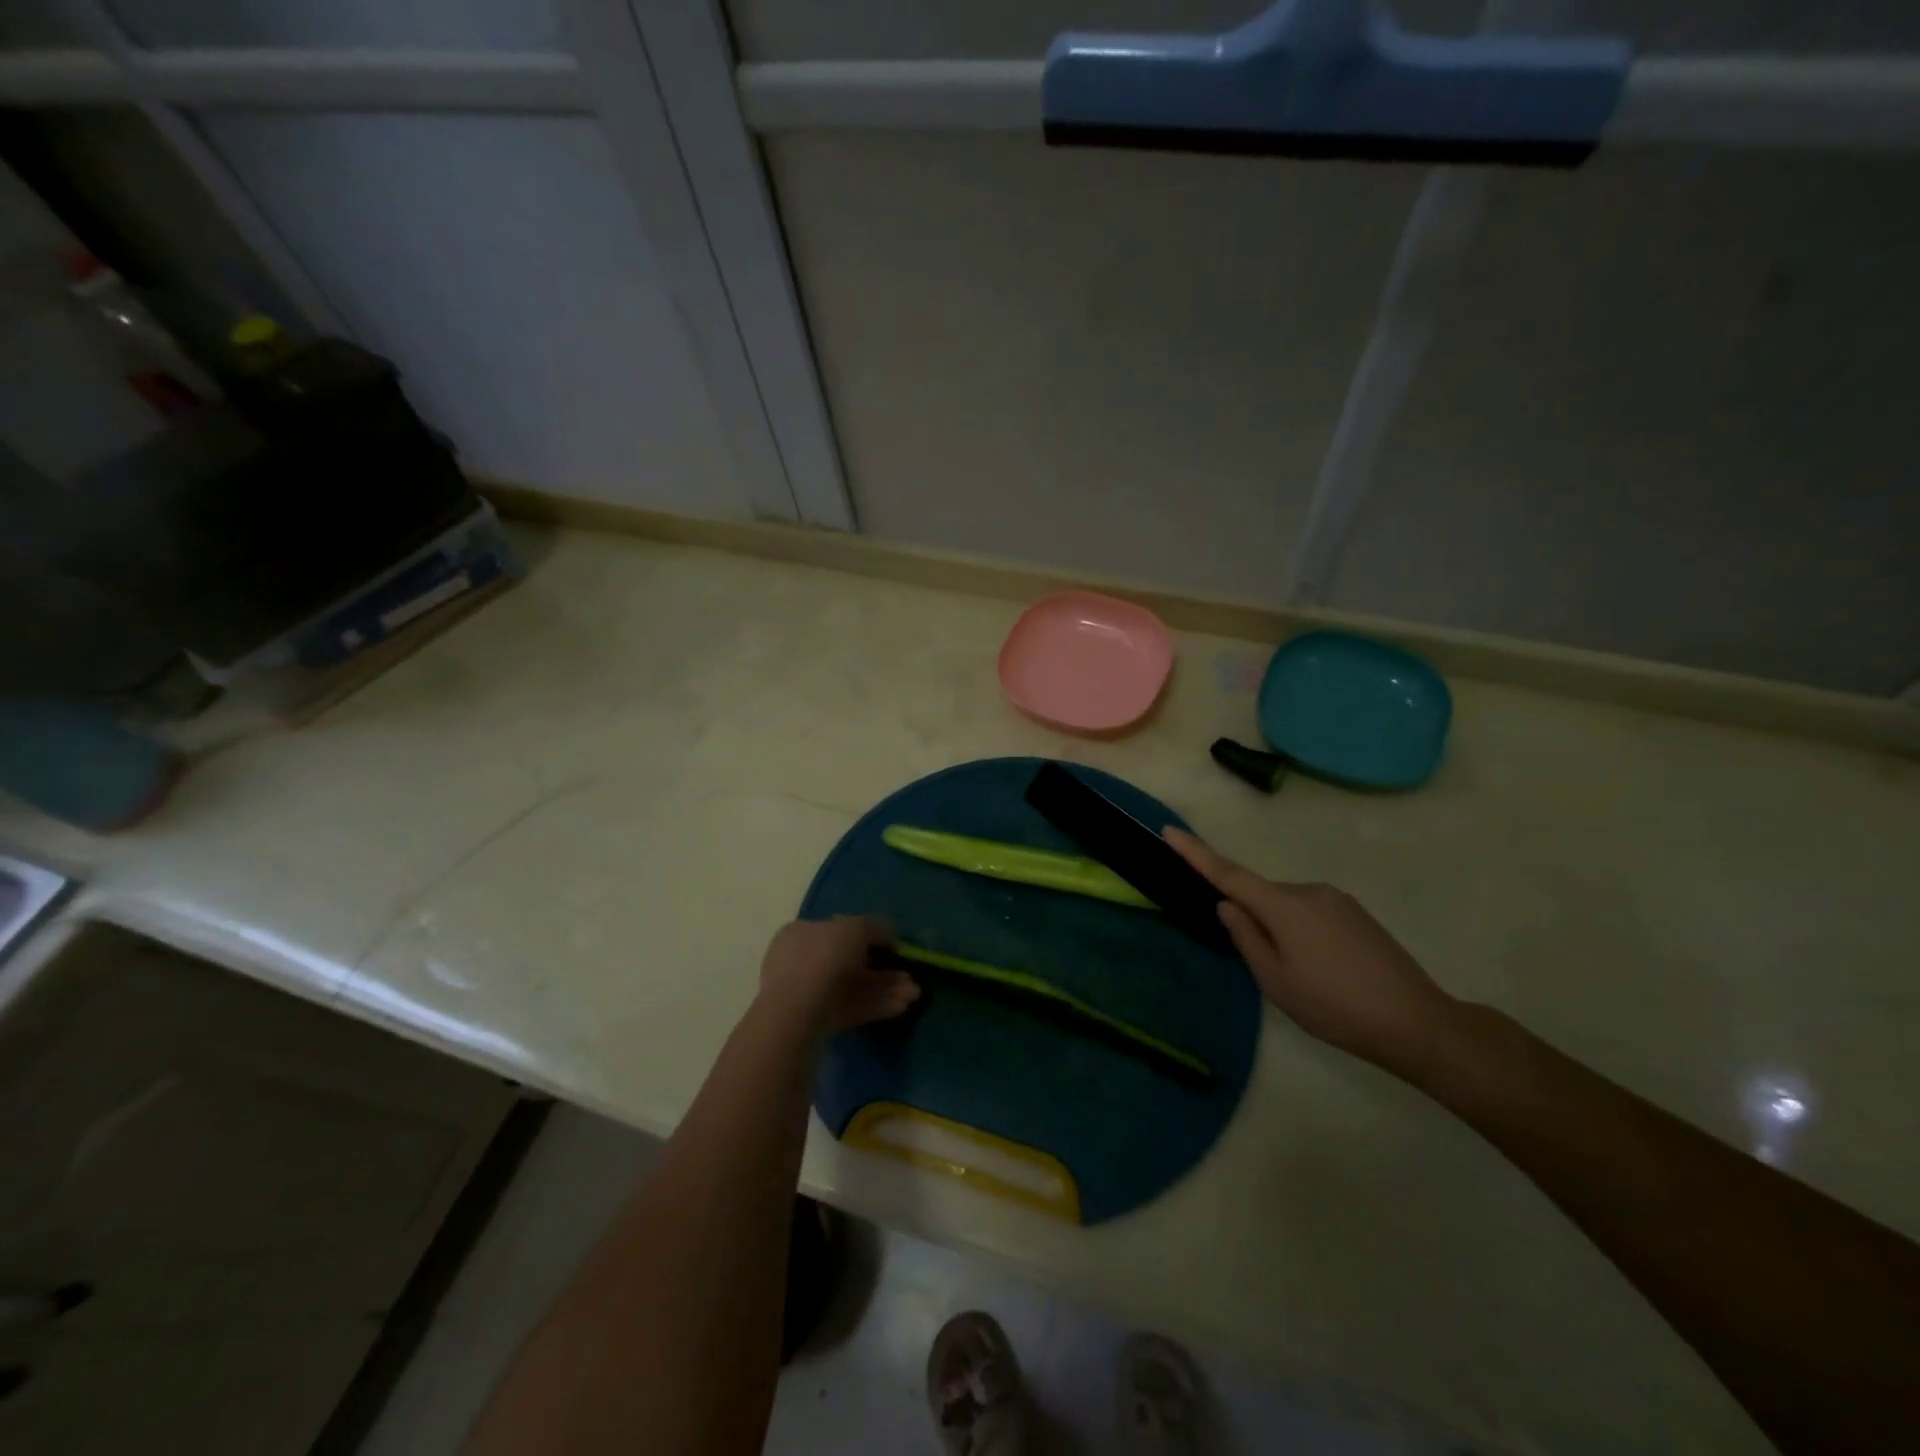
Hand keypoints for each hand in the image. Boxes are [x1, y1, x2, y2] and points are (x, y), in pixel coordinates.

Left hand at [758, 916, 919, 1032]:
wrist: (796, 1014)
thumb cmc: (823, 957)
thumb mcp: (856, 928)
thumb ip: (875, 927)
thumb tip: (889, 933)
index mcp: (802, 932)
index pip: (839, 930)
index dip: (869, 935)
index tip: (894, 945)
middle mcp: (801, 961)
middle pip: (850, 962)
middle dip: (883, 969)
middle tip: (911, 976)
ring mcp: (807, 994)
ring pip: (853, 987)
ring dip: (885, 988)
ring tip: (914, 995)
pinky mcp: (817, 1022)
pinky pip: (851, 1008)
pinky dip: (876, 1006)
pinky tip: (901, 1007)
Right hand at [1165, 828, 1458, 1078]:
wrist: (1417, 1023)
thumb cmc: (1334, 1006)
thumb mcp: (1276, 981)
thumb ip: (1245, 937)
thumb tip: (1227, 904)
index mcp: (1284, 906)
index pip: (1228, 874)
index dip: (1195, 853)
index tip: (1169, 831)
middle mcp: (1309, 890)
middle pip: (1261, 894)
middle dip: (1252, 919)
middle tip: (1265, 966)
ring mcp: (1336, 899)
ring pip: (1287, 906)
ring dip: (1280, 929)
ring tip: (1302, 977)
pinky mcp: (1356, 913)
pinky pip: (1311, 912)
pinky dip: (1302, 932)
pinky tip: (1323, 969)